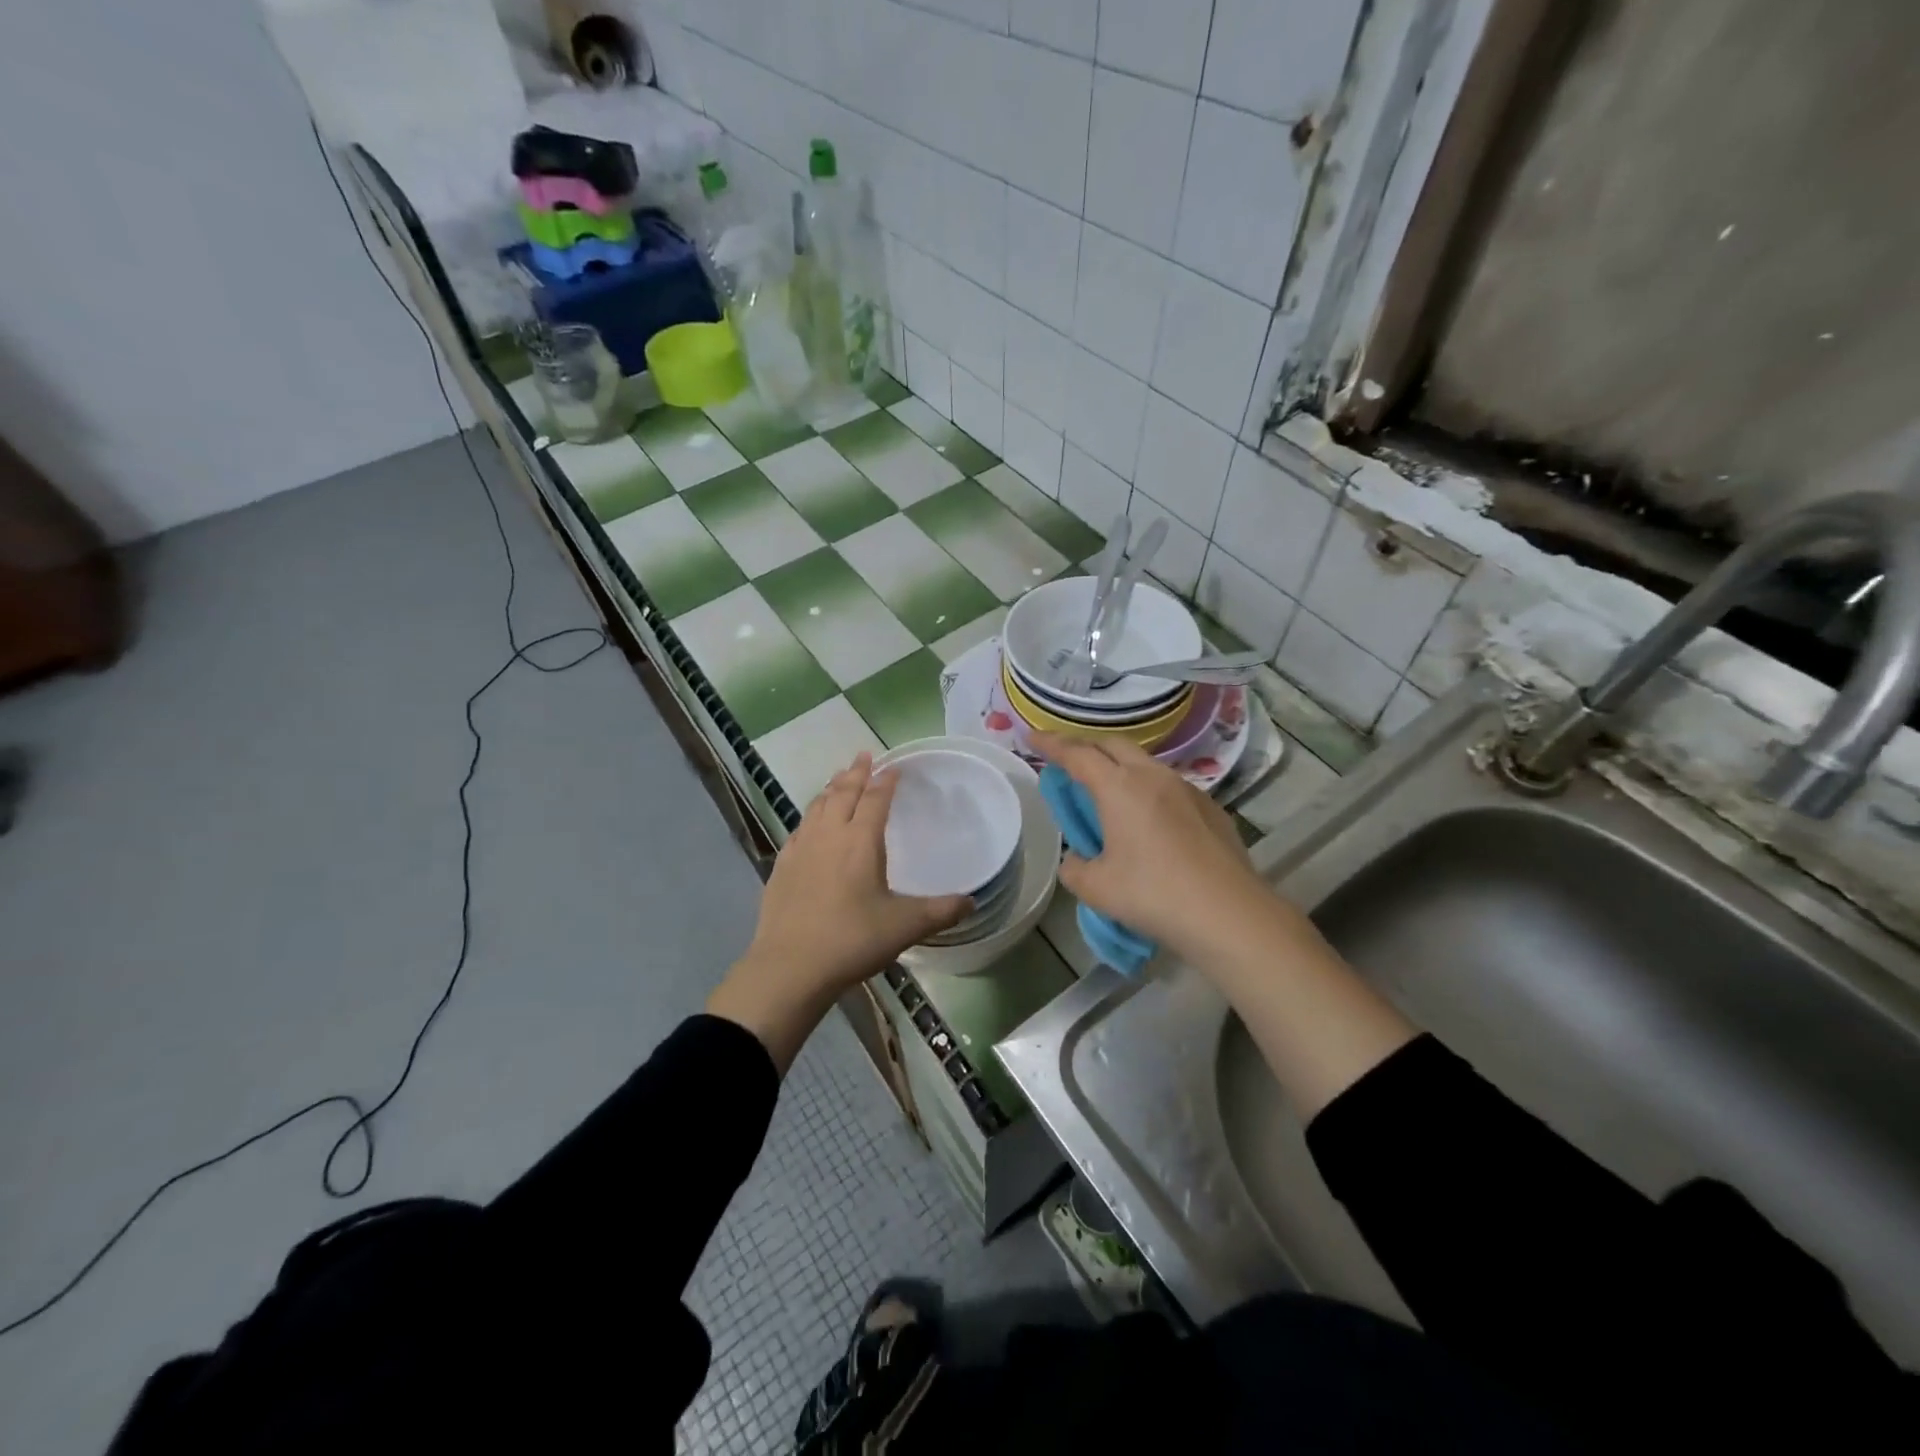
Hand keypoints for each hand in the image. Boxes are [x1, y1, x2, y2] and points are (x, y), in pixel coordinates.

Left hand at [708, 754, 970, 1068]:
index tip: (894, 767)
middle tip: (863, 755)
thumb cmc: (852, 940)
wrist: (790, 967)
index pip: (875, 799)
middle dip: (855, 772)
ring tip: (838, 779)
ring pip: (817, 806)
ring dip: (831, 789)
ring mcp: (801, 849)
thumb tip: (973, 902)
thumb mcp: (905, 926)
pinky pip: (800, 828)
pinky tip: (811, 823)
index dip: (886, 781)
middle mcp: (829, 835)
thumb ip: (941, 911)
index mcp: (860, 841)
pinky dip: (811, 815)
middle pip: (842, 793)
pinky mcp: (782, 867)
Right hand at [1035, 732, 1415, 1114]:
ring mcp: (1187, 789)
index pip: (1077, 754)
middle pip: (1113, 744)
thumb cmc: (1153, 895)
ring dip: (1120, 767)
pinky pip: (1170, 786)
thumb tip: (1077, 859)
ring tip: (1109, 791)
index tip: (1032, 734)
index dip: (1051, 743)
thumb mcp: (1097, 888)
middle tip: (1069, 761)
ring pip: (1145, 763)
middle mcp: (1153, 776)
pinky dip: (1148, 790)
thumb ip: (1075, 868)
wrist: (1229, 914)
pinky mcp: (1211, 808)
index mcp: (1119, 787)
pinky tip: (1150, 821)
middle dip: (1087, 746)